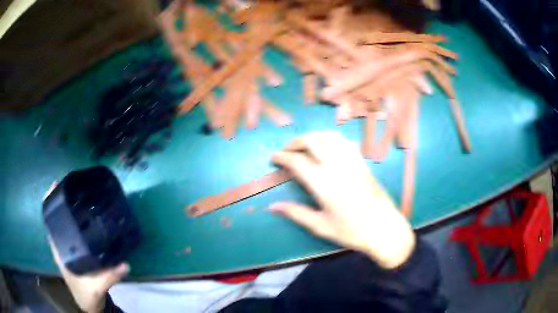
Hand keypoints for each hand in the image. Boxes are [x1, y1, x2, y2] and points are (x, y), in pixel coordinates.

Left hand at [44, 184, 128, 312]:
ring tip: (79, 197)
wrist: (89, 305)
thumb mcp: (97, 287)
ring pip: (64, 225)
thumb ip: (109, 276)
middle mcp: (61, 247)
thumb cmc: (87, 295)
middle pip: (56, 219)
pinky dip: (75, 222)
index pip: (50, 223)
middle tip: (72, 187)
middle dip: (61, 202)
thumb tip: (125, 263)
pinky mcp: (75, 252)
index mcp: (60, 252)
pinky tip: (85, 218)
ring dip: (68, 211)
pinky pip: (72, 232)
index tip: (55, 186)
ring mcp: (68, 250)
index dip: (49, 204)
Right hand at [270, 131, 415, 268]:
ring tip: (304, 145)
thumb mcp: (321, 226)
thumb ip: (296, 213)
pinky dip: (330, 138)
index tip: (273, 158)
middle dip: (295, 142)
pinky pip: (344, 141)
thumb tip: (272, 206)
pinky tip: (327, 145)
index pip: (297, 161)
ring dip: (313, 136)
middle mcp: (337, 166)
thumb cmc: (352, 231)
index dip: (282, 157)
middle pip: (312, 141)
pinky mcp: (362, 161)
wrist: (384, 229)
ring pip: (328, 137)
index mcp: (323, 184)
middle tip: (287, 151)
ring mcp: (351, 161)